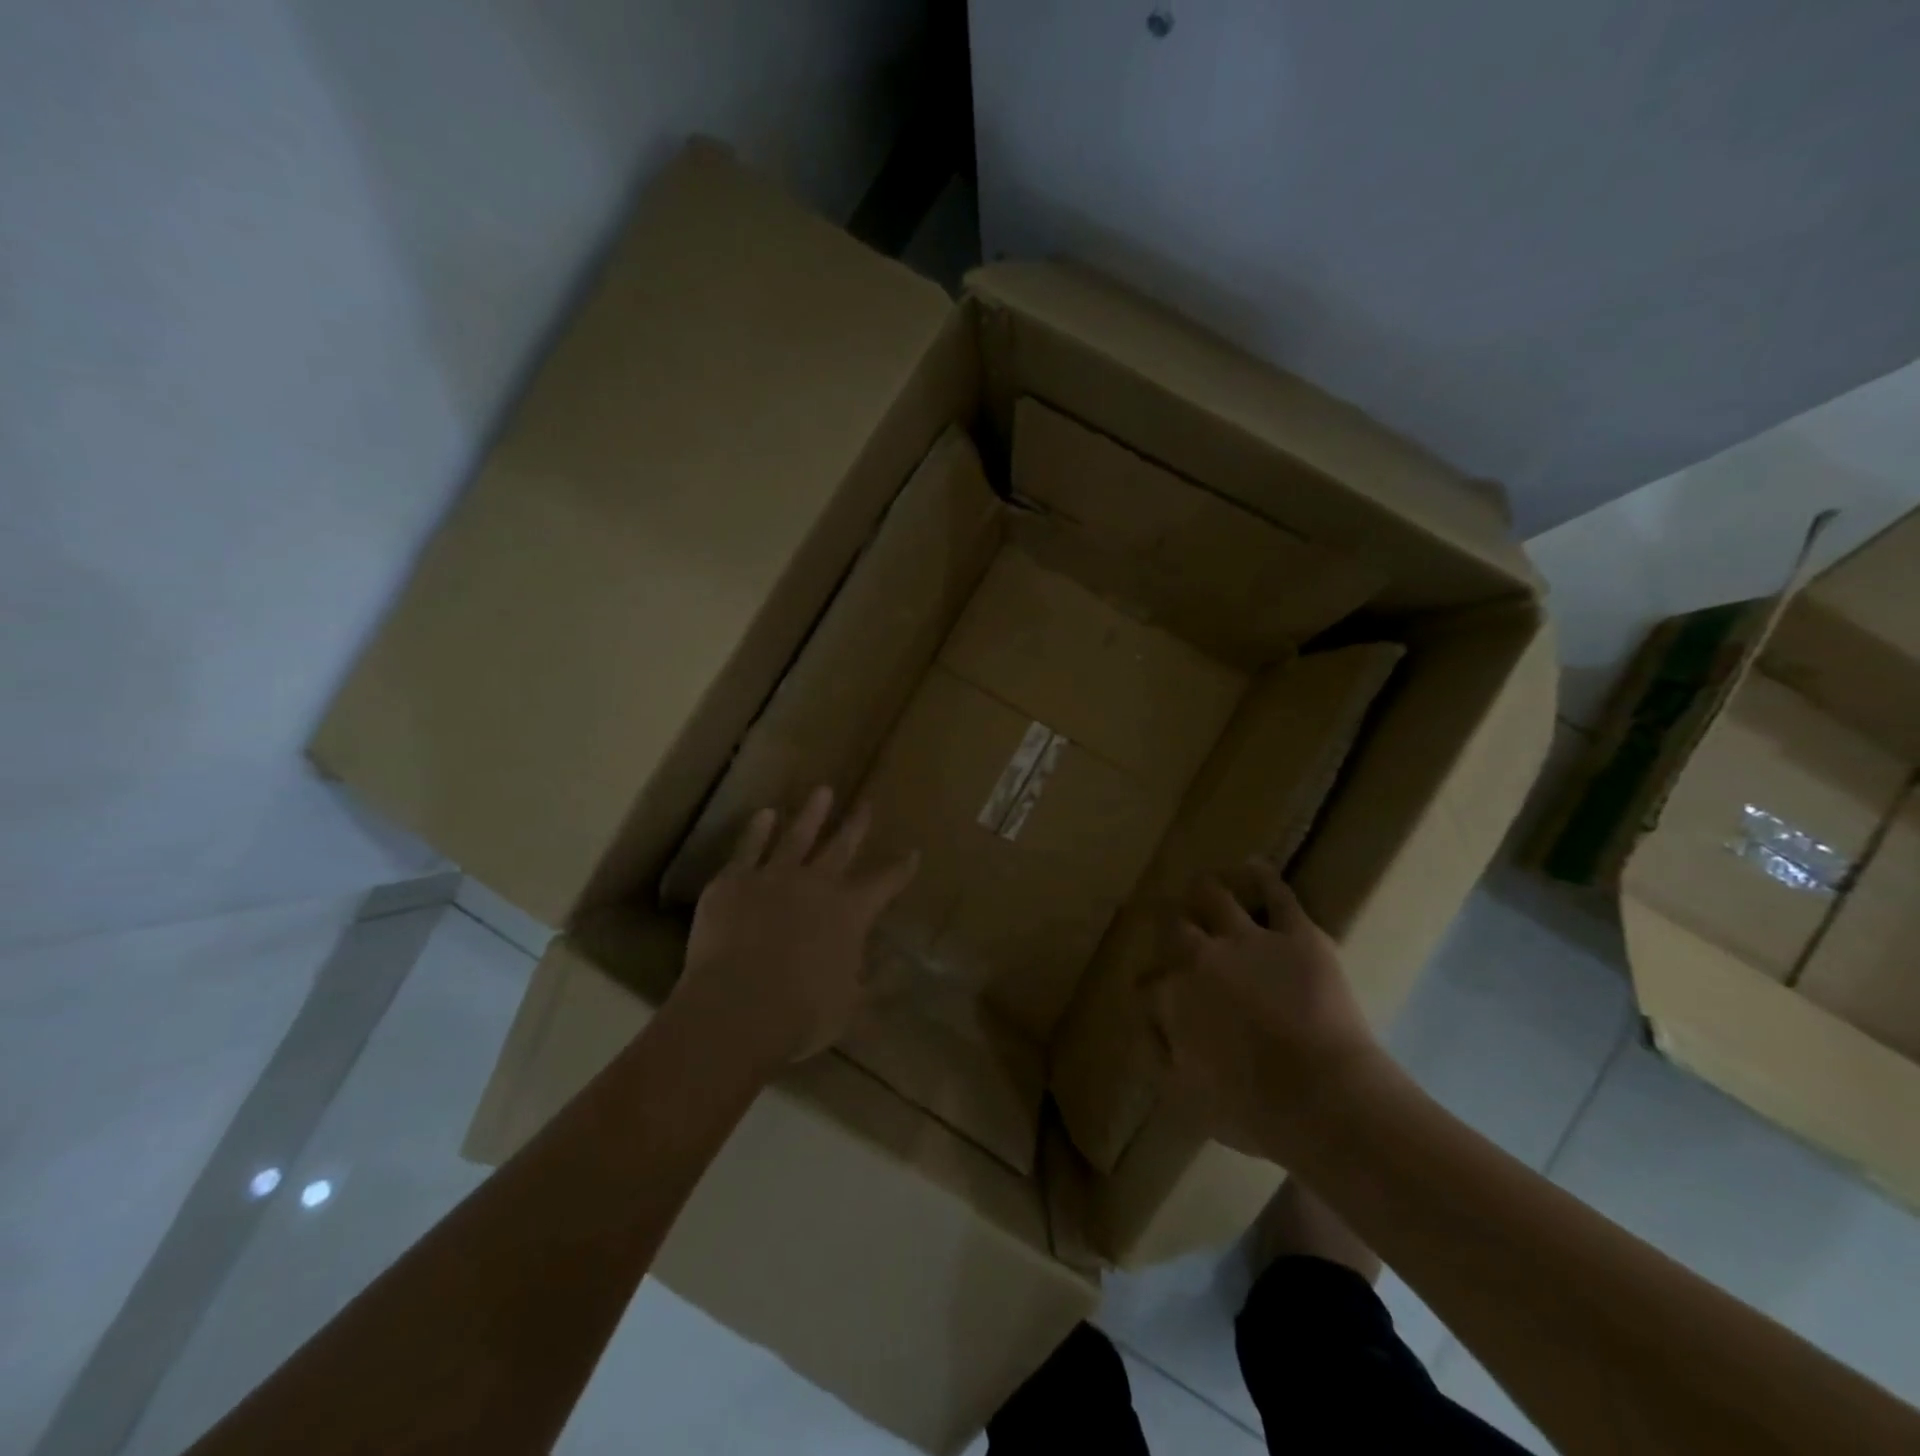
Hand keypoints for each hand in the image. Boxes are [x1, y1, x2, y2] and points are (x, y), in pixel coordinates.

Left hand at [680, 786, 917, 1069]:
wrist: (737, 1006)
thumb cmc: (801, 1014)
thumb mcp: (851, 1008)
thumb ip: (877, 987)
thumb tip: (903, 972)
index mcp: (850, 912)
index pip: (885, 883)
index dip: (900, 868)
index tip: (913, 852)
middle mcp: (817, 884)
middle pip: (842, 847)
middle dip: (857, 826)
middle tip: (867, 804)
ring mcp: (773, 877)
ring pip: (798, 836)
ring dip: (812, 814)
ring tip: (823, 792)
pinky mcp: (734, 882)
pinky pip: (749, 848)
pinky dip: (758, 830)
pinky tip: (764, 815)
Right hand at [1146, 860, 1385, 1160]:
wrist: (1323, 1099)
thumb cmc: (1251, 1108)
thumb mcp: (1184, 1097)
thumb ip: (1158, 1055)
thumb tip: (1146, 1027)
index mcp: (1173, 995)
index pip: (1148, 983)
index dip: (1151, 988)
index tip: (1155, 995)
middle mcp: (1200, 957)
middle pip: (1173, 927)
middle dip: (1169, 925)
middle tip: (1173, 926)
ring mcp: (1247, 940)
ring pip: (1214, 897)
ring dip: (1204, 890)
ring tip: (1202, 883)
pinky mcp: (1295, 935)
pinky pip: (1276, 895)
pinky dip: (1263, 876)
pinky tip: (1255, 866)